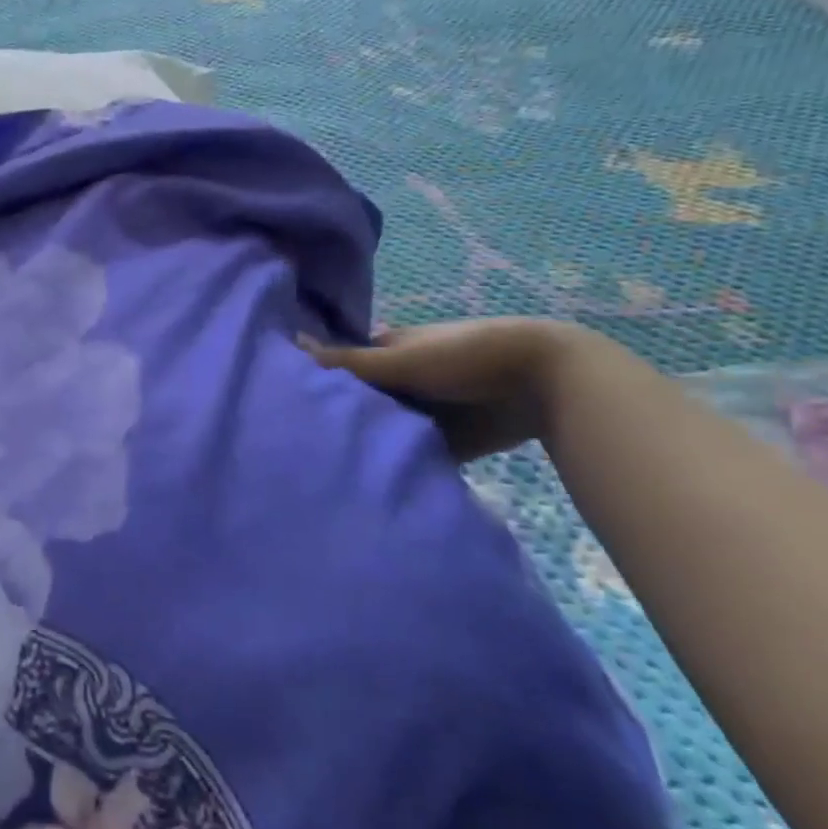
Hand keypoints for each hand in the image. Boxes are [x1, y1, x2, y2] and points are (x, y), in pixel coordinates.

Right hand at [301, 317, 585, 461]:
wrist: (543, 383)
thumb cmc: (462, 356)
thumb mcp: (398, 359)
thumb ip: (345, 362)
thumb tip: (288, 344)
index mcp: (385, 351)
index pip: (340, 367)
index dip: (315, 383)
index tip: (284, 405)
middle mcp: (399, 382)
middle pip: (359, 403)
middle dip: (338, 419)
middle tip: (298, 444)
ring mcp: (422, 413)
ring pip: (383, 431)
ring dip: (365, 445)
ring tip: (322, 468)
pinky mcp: (444, 444)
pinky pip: (411, 457)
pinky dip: (395, 467)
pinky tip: (365, 484)